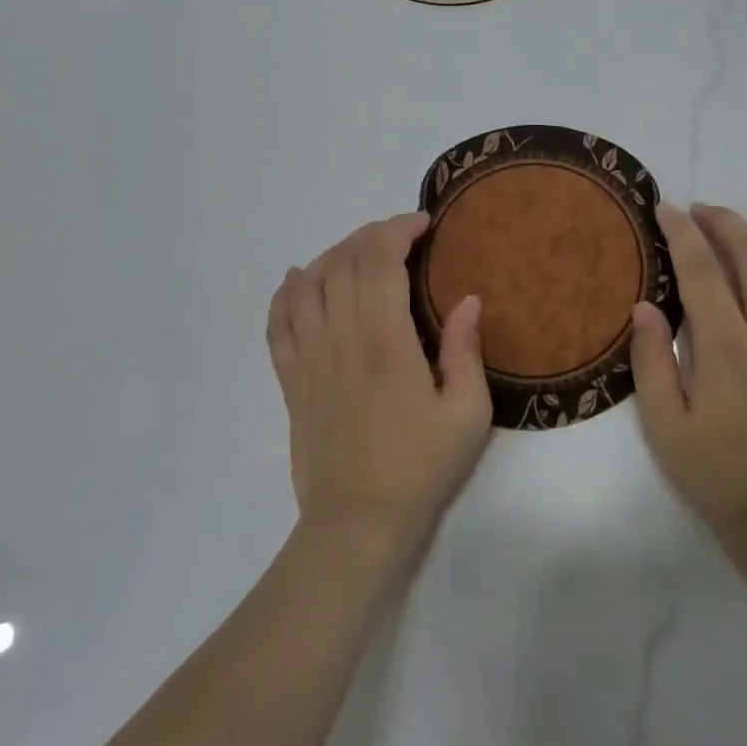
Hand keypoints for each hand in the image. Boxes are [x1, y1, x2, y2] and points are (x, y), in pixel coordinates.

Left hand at [267, 213, 492, 554]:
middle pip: (343, 262)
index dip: (398, 230)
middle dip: (371, 235)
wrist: (357, 521)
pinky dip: (286, 291)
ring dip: (333, 255)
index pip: (380, 261)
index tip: (423, 224)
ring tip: (360, 254)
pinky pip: (277, 320)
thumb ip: (466, 350)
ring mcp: (308, 357)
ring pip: (308, 282)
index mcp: (385, 341)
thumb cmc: (419, 467)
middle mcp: (340, 338)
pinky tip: (299, 278)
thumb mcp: (467, 414)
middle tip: (401, 237)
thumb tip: (469, 299)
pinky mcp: (290, 378)